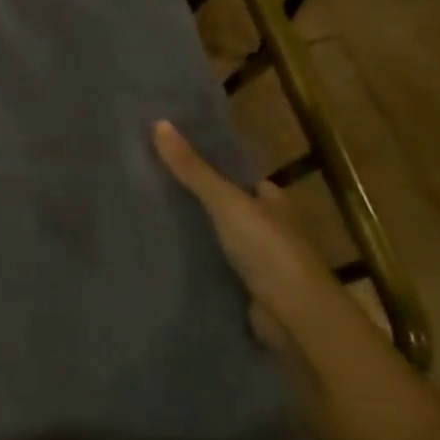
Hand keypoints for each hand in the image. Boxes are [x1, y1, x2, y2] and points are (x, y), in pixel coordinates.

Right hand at [152, 120, 339, 350]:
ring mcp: (257, 260)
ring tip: (145, 219)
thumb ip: (193, 169)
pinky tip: (163, 255)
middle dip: (194, 200)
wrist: (294, 316)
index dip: (208, 165)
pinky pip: (212, 266)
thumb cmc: (268, 250)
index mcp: (272, 200)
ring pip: (217, 237)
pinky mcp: (244, 287)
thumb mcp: (226, 202)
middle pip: (226, 206)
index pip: (238, 176)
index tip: (168, 158)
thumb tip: (158, 124)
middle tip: (146, 188)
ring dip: (192, 232)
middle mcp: (268, 227)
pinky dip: (193, 261)